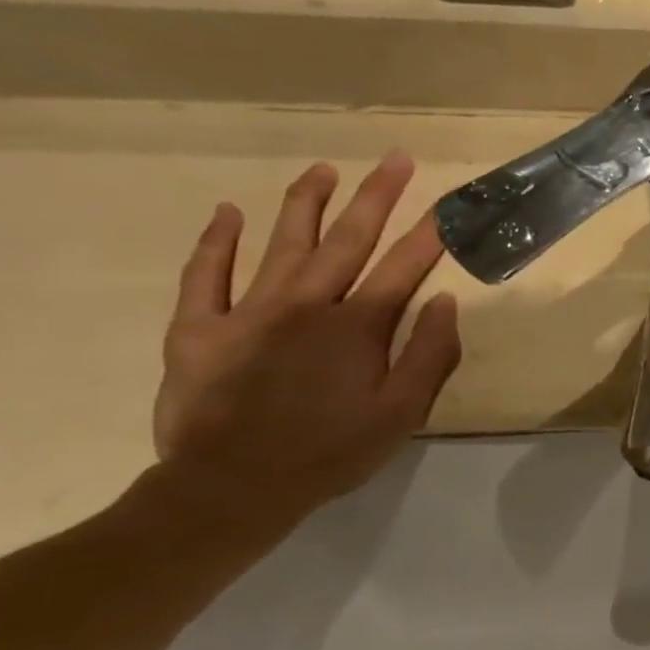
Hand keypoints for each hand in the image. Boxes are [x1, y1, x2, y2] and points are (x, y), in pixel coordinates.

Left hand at [152, 153, 461, 529]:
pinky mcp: (198, 329)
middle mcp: (307, 304)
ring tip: (323, 169)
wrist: (230, 491)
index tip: (451, 203)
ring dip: (306, 203)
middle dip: (376, 195)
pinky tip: (228, 212)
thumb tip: (446, 302)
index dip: (431, 232)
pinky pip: (206, 276)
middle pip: (349, 238)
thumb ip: (429, 355)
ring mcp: (248, 311)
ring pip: (283, 243)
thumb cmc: (329, 453)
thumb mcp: (401, 414)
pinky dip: (216, 242)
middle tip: (396, 158)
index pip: (405, 266)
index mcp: (358, 326)